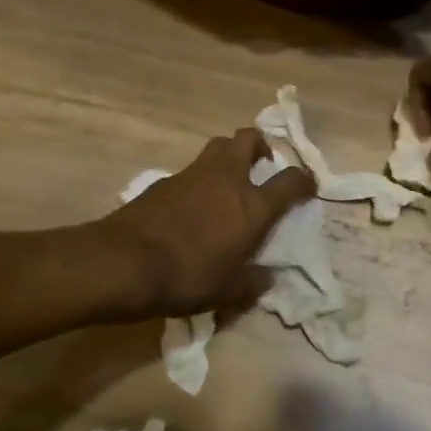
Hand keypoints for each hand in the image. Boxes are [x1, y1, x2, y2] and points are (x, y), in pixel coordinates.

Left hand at [98, 129, 315, 318]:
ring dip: (228, 157)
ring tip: (228, 183)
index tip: (307, 187)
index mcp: (252, 205)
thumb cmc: (185, 277)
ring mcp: (193, 174)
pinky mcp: (164, 180)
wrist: (123, 263)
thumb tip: (267, 278)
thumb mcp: (226, 292)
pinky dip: (199, 179)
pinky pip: (191, 170)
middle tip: (261, 166)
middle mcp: (227, 179)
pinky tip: (192, 205)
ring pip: (217, 147)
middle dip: (259, 146)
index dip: (304, 181)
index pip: (290, 180)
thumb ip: (252, 284)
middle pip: (248, 139)